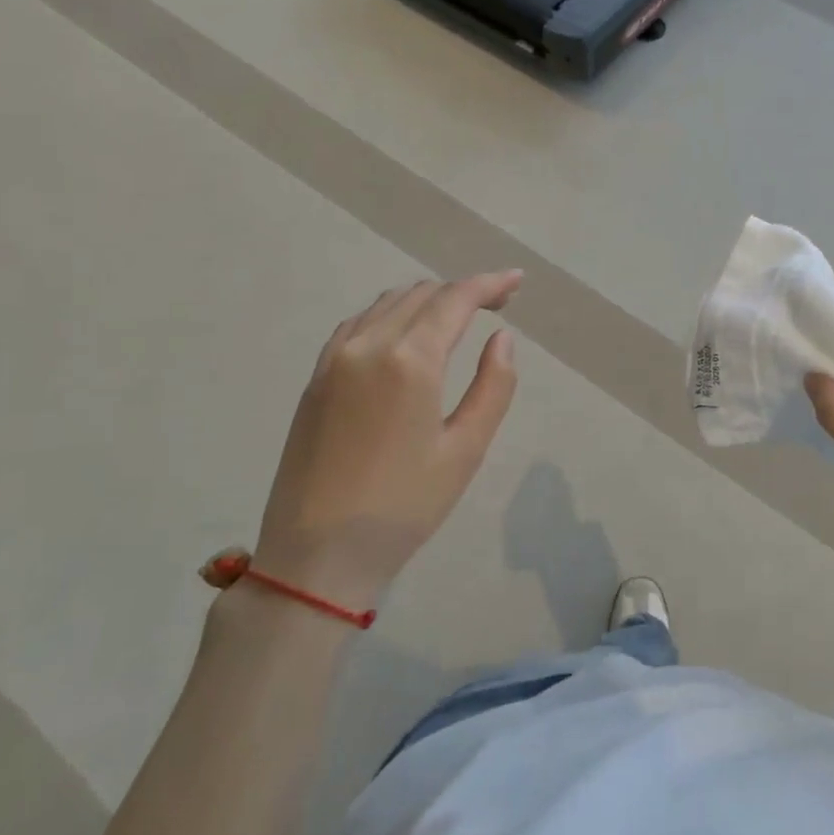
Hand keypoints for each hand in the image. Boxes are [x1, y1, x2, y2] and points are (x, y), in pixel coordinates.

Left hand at [251, 272, 521, 608]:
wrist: (317, 554)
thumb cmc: (404, 506)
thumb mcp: (466, 449)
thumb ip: (494, 385)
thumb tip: (502, 337)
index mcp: (410, 360)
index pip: (455, 299)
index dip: (490, 284)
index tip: (517, 280)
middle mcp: (368, 344)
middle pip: (422, 294)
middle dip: (463, 290)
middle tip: (498, 304)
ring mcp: (334, 358)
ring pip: (388, 303)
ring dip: (428, 299)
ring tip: (458, 316)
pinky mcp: (316, 377)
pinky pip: (359, 323)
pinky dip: (392, 314)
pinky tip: (407, 333)